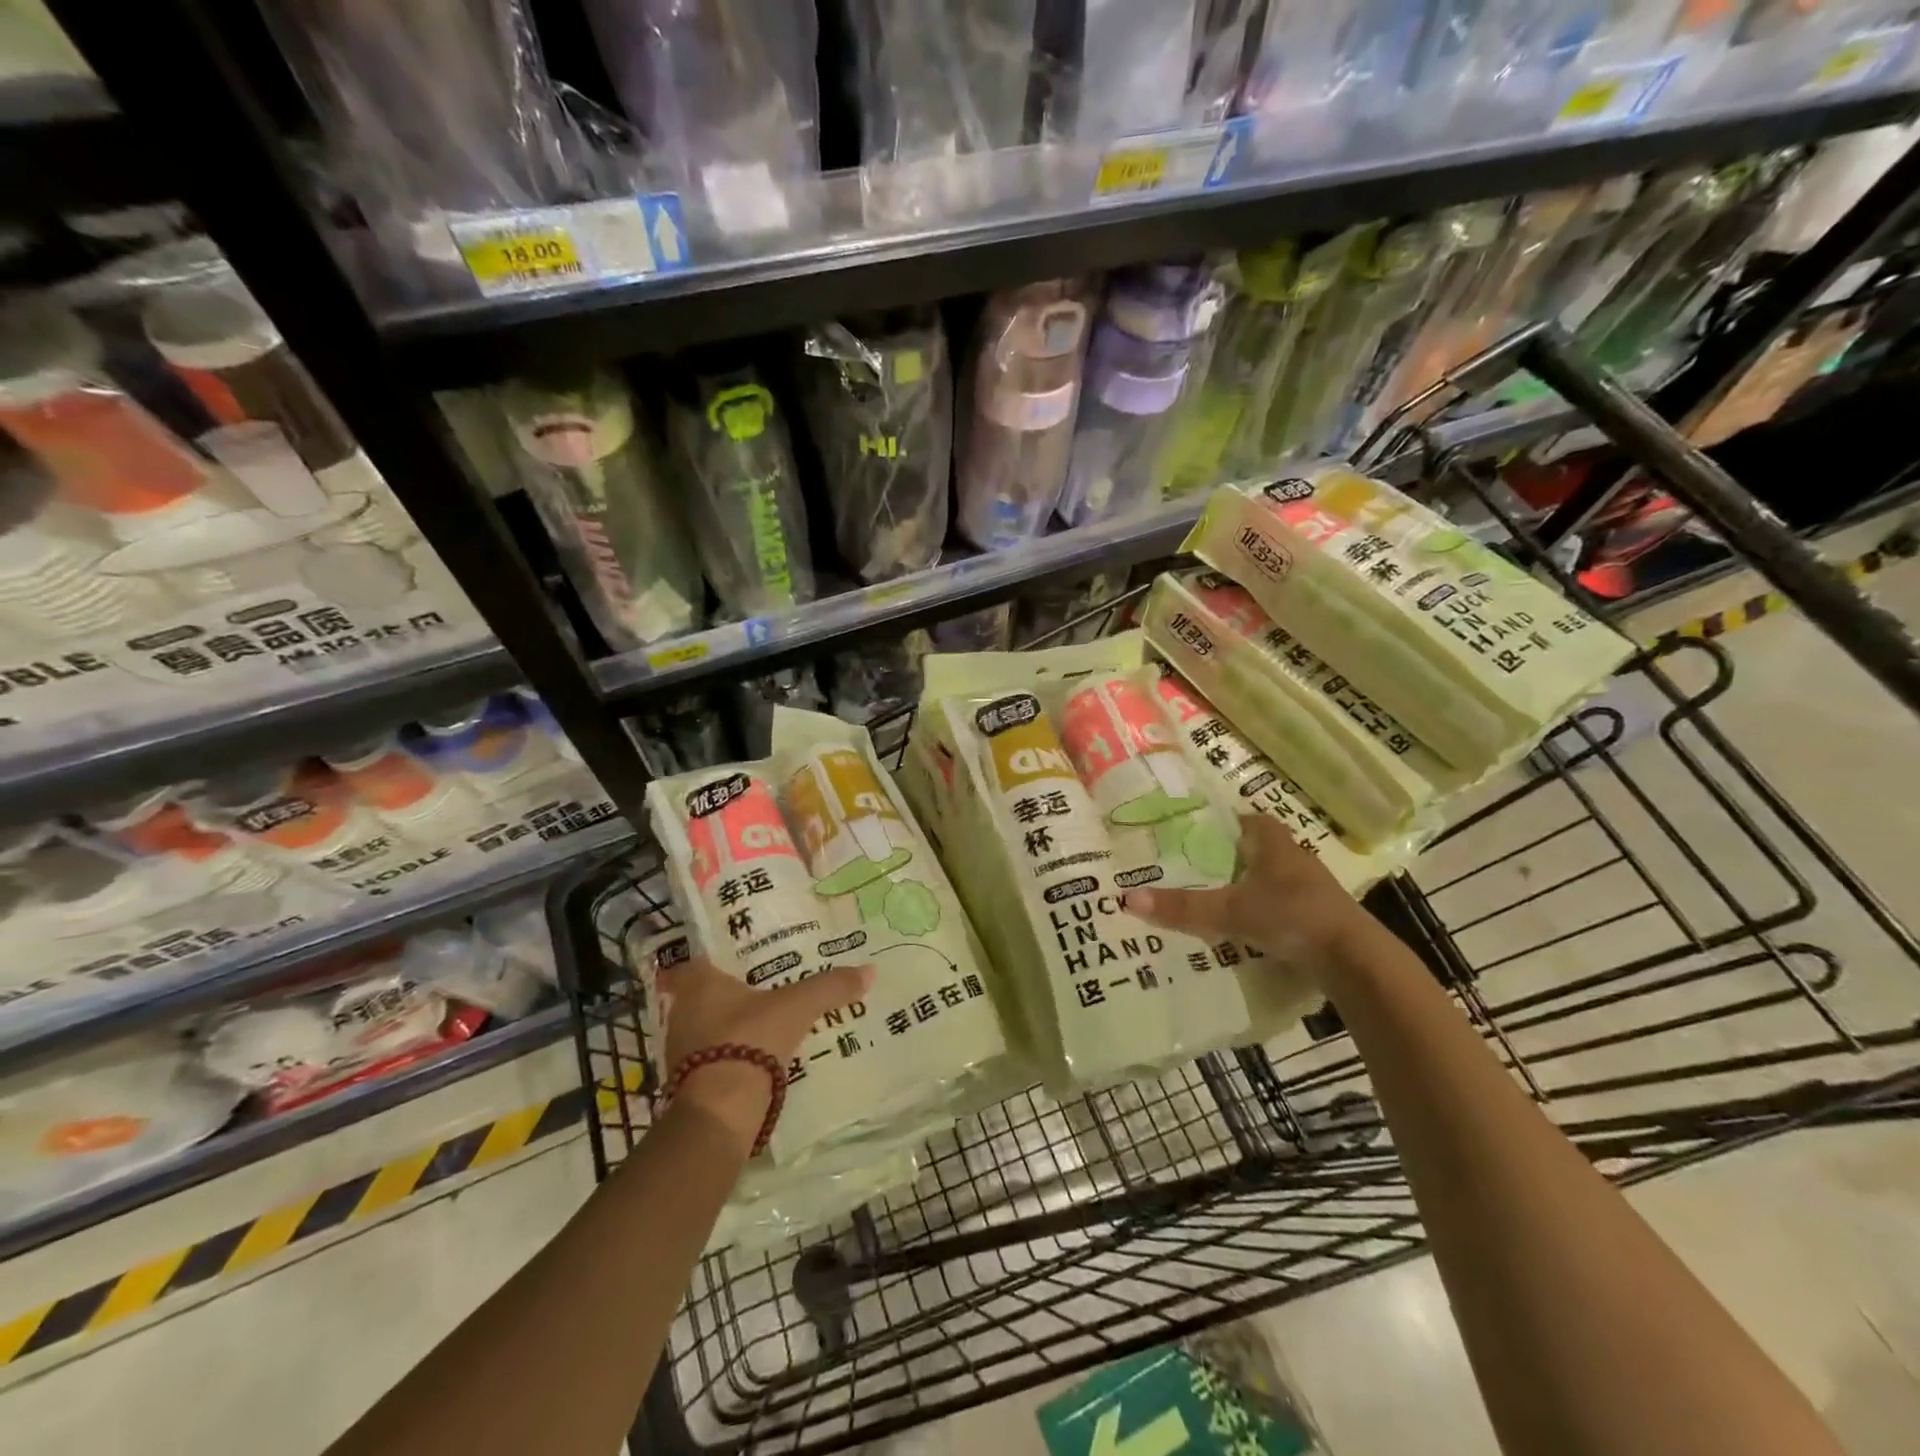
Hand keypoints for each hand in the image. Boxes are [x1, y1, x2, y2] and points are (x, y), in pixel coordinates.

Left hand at [656, 958, 873, 1149]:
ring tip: (761, 1025)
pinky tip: (753, 1059)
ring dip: (726, 1028)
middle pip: (702, 996)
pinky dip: (727, 1058)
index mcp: (699, 984)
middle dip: (726, 995)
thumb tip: (870, 970)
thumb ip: (830, 987)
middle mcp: (682, 1012)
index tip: (736, 961)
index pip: (698, 962)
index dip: (715, 960)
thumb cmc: (751, 1039)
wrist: (720, 1110)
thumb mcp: (797, 1007)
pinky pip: (709, 1060)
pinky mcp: (686, 1084)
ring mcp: (679, 1051)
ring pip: (704, 1029)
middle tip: (758, 990)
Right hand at [1127, 813, 1379, 979]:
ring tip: (1214, 897)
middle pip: (1260, 850)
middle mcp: (1295, 861)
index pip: (1250, 820)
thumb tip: (1127, 899)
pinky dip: (1264, 911)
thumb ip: (1183, 908)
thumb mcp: (1231, 912)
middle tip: (1195, 865)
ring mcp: (1311, 891)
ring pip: (1272, 879)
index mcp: (1276, 845)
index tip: (1198, 831)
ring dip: (1249, 885)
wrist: (1354, 961)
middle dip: (1231, 856)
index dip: (1227, 822)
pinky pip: (1283, 906)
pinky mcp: (1319, 919)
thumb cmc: (1292, 917)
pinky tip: (1245, 928)